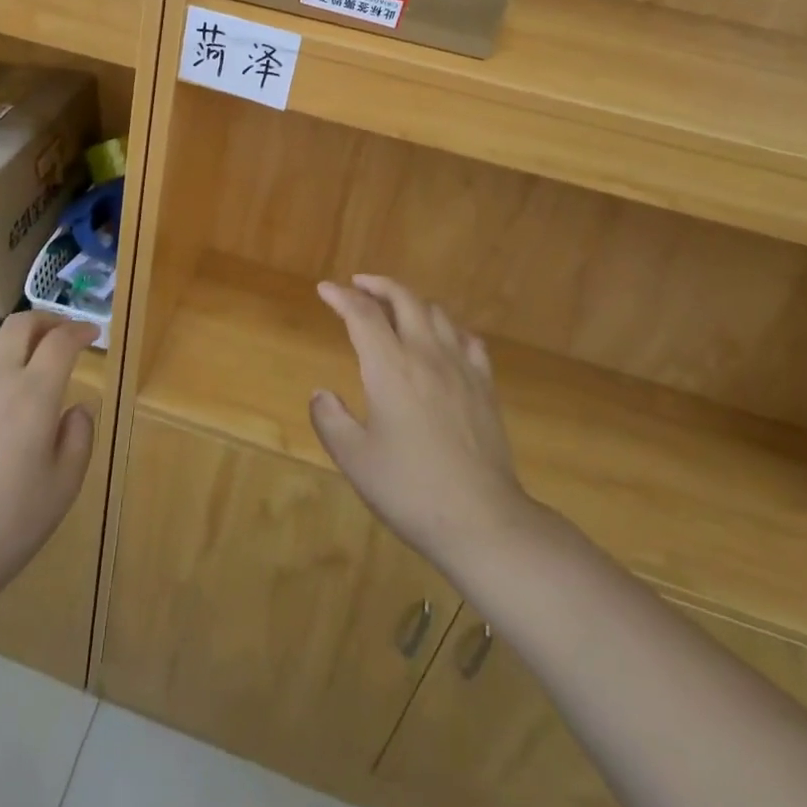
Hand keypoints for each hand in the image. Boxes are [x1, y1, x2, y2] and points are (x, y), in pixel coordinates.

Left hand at [0, 312, 97, 605]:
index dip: (80, 330)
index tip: (91, 334)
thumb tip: (77, 406)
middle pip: (21, 324)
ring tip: (26, 357)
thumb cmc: (10, 525)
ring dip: (14, 338)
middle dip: (47, 320)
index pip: (61, 341)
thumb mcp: (64, 485)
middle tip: (61, 335)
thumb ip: (79, 436)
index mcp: (33, 395)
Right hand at [312, 276, 542, 571]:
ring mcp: (461, 368)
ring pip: (437, 313)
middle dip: (378, 285)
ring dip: (411, 301)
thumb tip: (321, 394)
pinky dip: (448, 328)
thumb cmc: (411, 490)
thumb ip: (331, 420)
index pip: (363, 314)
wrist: (483, 521)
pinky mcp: (485, 386)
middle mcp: (426, 355)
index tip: (325, 289)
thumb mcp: (355, 460)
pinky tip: (442, 339)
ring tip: (395, 308)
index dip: (341, 297)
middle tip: (357, 285)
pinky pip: (468, 340)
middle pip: (404, 299)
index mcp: (390, 368)